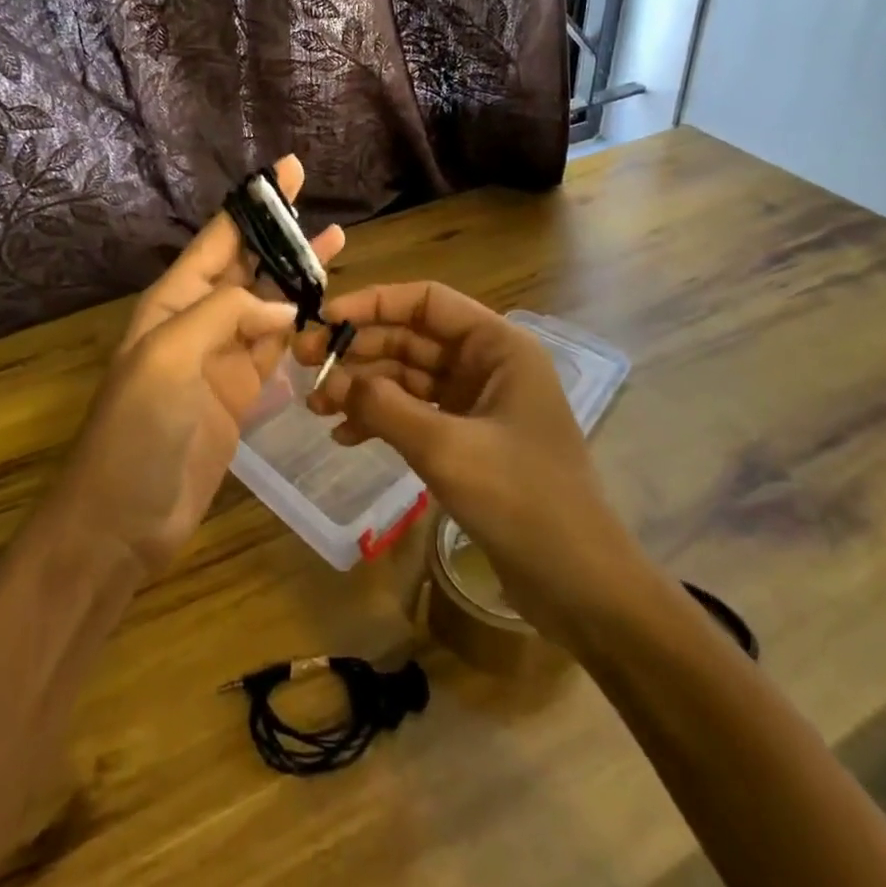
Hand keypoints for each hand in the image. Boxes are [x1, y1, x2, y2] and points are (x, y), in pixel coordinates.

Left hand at [51, 157, 344, 579]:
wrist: (122, 521)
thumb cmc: (137, 431)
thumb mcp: (170, 357)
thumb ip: (227, 315)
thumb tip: (284, 305)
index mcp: (173, 301)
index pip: (219, 239)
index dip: (253, 205)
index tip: (287, 172)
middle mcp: (198, 319)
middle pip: (248, 264)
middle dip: (281, 232)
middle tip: (318, 199)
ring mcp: (222, 356)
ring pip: (268, 303)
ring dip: (299, 275)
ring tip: (339, 242)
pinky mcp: (242, 392)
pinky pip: (277, 347)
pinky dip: (300, 325)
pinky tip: (326, 308)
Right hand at [297, 282, 637, 641]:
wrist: (580, 585)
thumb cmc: (522, 501)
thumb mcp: (446, 448)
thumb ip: (385, 407)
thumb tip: (336, 383)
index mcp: (497, 346)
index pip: (426, 301)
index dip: (372, 303)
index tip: (324, 321)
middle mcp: (487, 364)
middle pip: (412, 338)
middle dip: (359, 350)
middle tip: (306, 366)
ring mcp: (477, 403)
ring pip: (408, 377)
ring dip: (364, 387)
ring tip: (317, 407)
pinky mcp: (468, 439)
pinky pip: (415, 414)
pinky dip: (381, 419)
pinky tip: (345, 437)